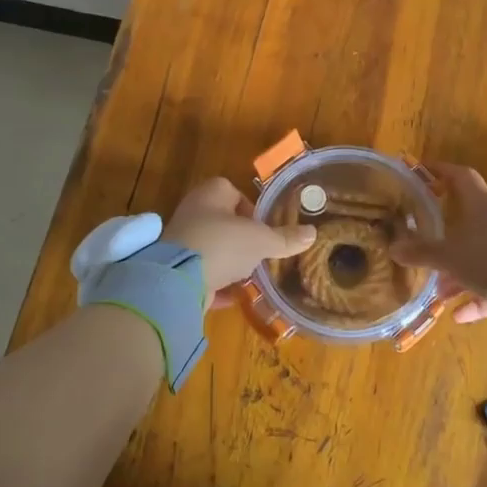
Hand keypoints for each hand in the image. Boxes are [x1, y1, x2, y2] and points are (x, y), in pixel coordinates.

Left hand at [163, 176, 315, 296]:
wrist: (178, 281)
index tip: (264, 227)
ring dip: (229, 260)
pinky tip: (234, 296)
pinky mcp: (174, 270)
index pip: (232, 191)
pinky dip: (217, 283)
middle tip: (260, 251)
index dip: (250, 208)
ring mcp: (181, 242)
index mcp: (210, 194)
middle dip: (241, 237)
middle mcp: (192, 212)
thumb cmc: (223, 244)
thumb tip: (312, 233)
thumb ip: (285, 238)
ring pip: (211, 247)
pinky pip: (202, 274)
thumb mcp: (261, 240)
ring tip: (250, 274)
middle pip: (221, 220)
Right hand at [390, 164, 486, 319]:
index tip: (421, 171)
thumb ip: (420, 252)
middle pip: (467, 215)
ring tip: (438, 291)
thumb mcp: (448, 256)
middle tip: (422, 234)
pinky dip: (477, 297)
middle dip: (444, 228)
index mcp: (478, 203)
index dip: (440, 170)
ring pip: (478, 252)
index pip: (458, 175)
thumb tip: (392, 248)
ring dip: (458, 270)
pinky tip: (459, 315)